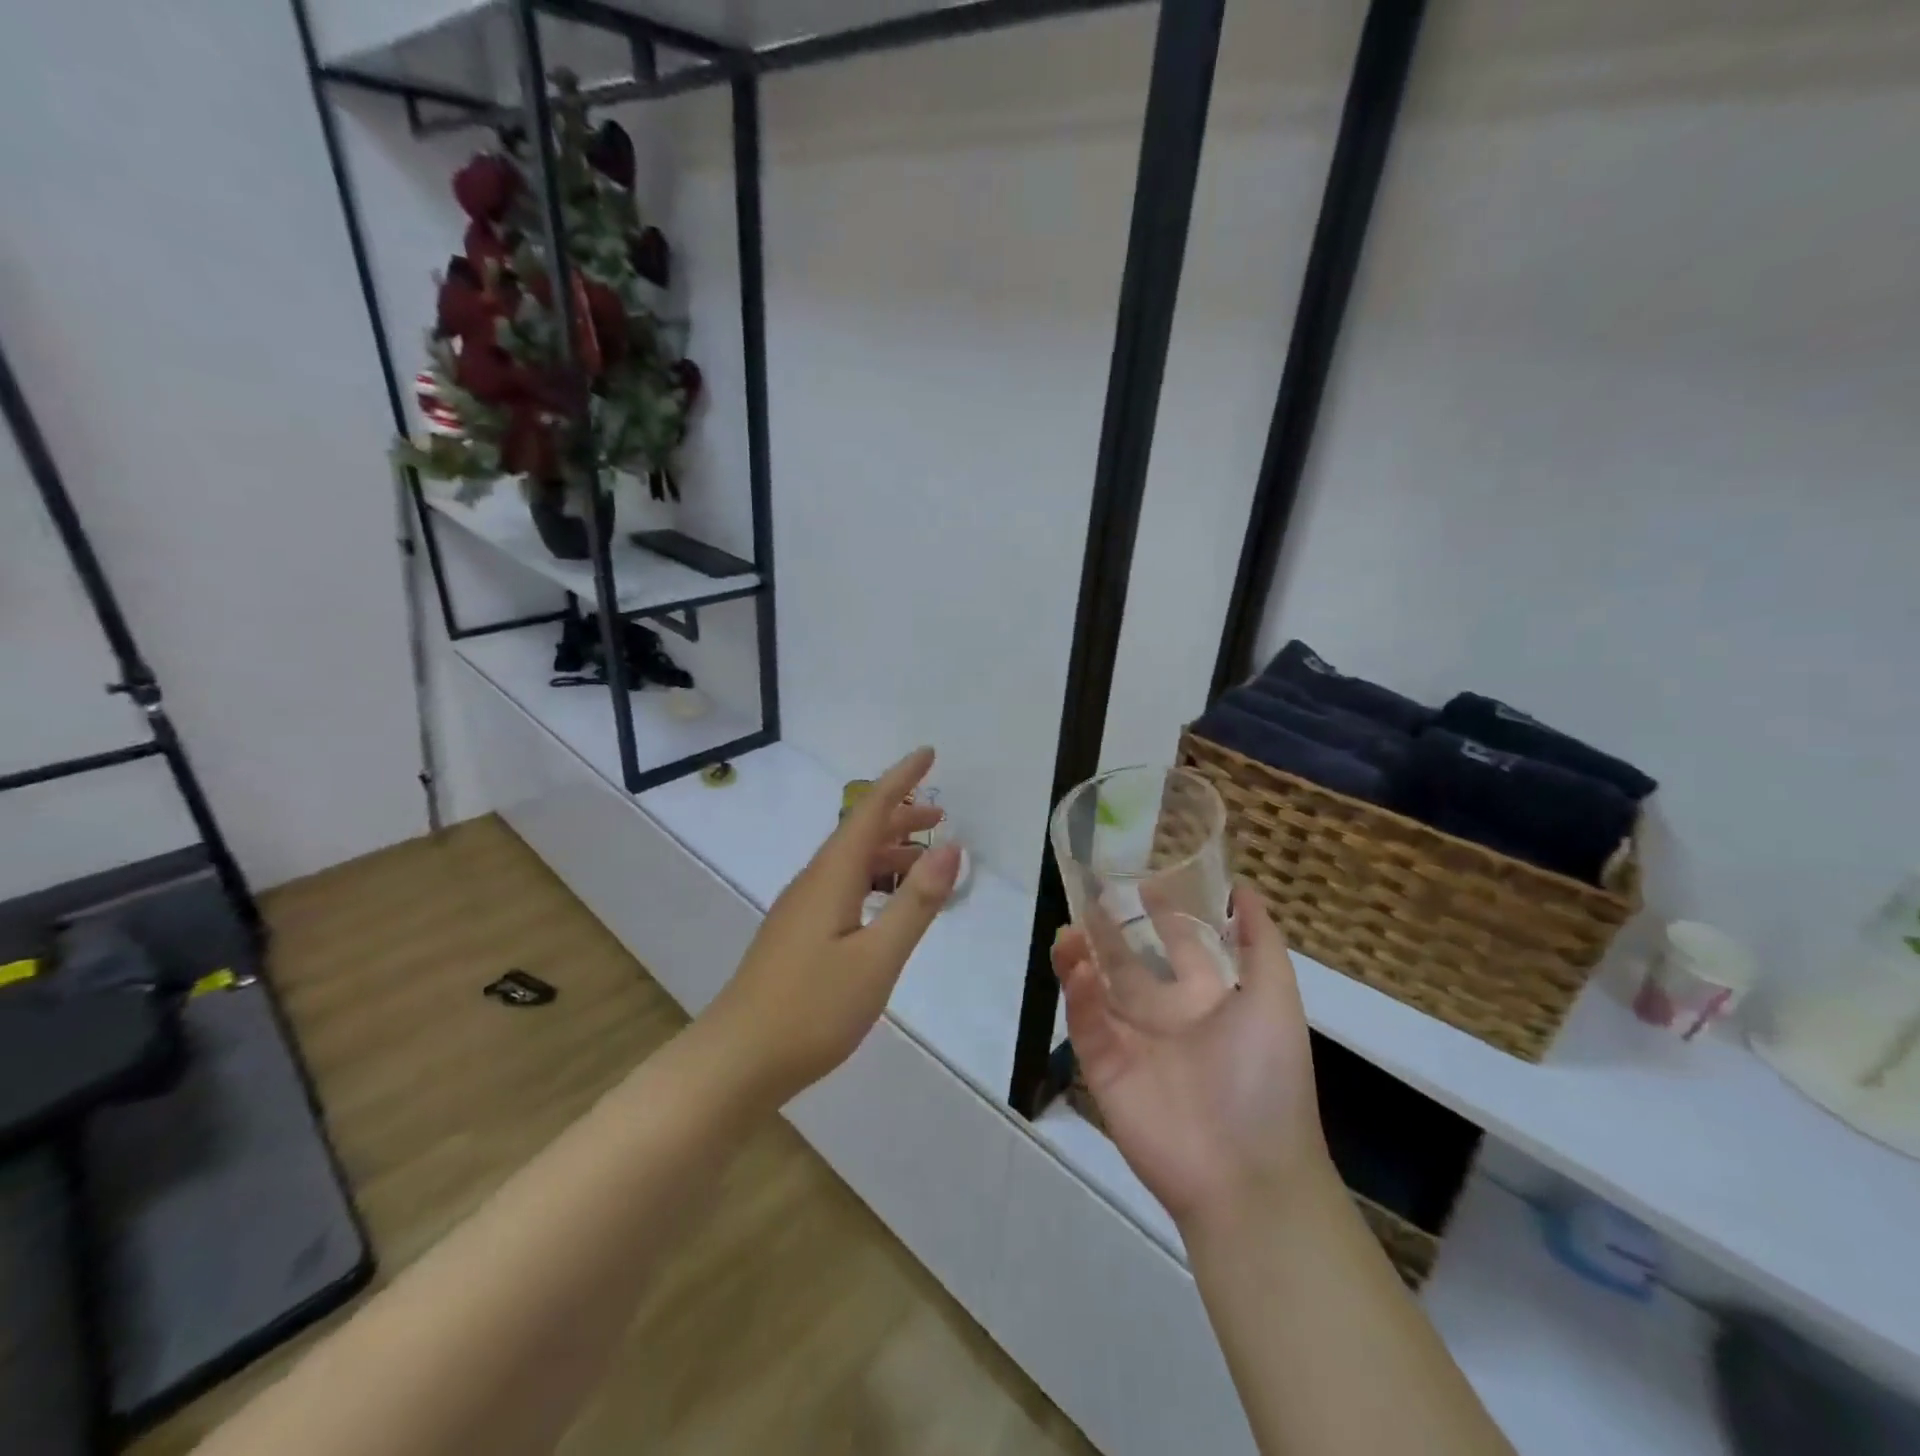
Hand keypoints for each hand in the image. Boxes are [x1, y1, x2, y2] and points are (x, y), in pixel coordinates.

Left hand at [703, 747, 962, 1107]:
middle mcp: (813, 882)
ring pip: (850, 862)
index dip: (901, 780)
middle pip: (859, 832)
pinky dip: (873, 879)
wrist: (736, 1060)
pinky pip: (842, 886)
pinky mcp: (797, 935)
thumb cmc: (811, 1009)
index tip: (928, 753)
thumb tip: (950, 846)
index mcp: (831, 876)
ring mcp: (800, 909)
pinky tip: (885, 906)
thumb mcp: (877, 958)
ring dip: (888, 851)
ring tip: (924, 858)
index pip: (869, 810)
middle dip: (900, 816)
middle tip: (941, 815)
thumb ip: (915, 902)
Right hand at [1053, 885, 1331, 1233]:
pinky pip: (1087, 1024)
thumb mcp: (1277, 999)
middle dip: (1108, 931)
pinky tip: (1080, 970)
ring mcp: (1132, 1043)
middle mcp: (1167, 1016)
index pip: (1181, 946)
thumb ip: (1261, 943)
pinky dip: (1080, 996)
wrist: (1248, 1173)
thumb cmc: (1267, 1078)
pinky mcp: (1105, 1069)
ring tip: (1069, 931)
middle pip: (1128, 963)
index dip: (1165, 915)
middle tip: (1088, 897)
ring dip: (1081, 957)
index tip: (1144, 881)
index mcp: (1208, 1000)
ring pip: (1096, 989)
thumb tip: (1243, 889)